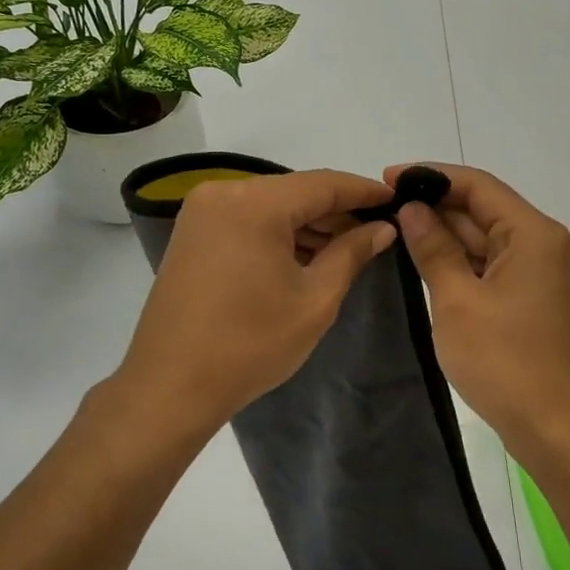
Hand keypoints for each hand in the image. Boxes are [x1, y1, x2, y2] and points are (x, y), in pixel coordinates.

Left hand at [115, 169, 397, 434]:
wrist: (171, 386)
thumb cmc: (251, 344)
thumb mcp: (315, 299)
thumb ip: (352, 253)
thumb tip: (381, 227)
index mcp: (254, 203)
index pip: (323, 184)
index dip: (364, 191)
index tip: (397, 199)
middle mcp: (223, 193)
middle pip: (295, 192)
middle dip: (336, 211)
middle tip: (376, 232)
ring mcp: (202, 213)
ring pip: (271, 206)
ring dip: (308, 224)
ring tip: (348, 248)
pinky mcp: (192, 234)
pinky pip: (247, 220)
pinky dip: (278, 233)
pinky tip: (306, 255)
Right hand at [385, 163, 569, 464]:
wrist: (552, 427)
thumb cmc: (503, 361)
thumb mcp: (457, 300)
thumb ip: (433, 248)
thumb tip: (412, 208)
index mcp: (532, 234)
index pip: (478, 185)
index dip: (431, 176)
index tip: (387, 179)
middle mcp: (542, 244)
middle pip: (482, 209)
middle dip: (434, 206)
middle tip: (382, 209)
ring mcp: (538, 272)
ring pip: (484, 238)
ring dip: (444, 233)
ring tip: (393, 230)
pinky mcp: (529, 297)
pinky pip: (489, 264)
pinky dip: (459, 260)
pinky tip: (423, 261)